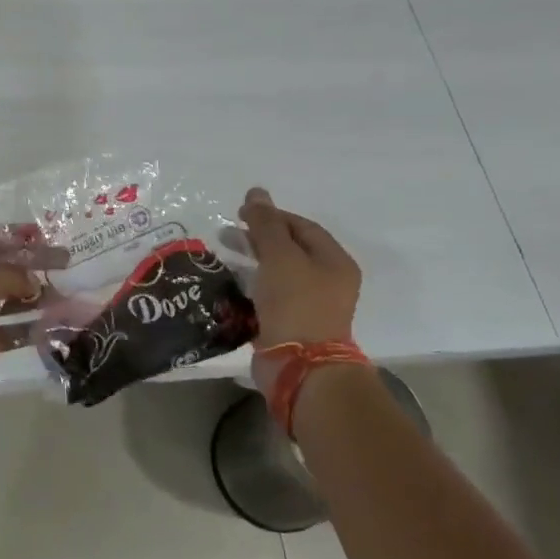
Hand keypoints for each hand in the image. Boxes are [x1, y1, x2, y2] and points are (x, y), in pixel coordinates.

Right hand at [237, 187, 362, 391]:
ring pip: (278, 274)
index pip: (302, 226)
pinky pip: (270, 297)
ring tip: (224, 256)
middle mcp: (327, 281)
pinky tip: (231, 283)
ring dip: (252, 262)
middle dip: (258, 238)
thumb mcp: (280, 256)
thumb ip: (266, 224)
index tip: (240, 214)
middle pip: (290, 249)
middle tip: (227, 234)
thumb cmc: (295, 304)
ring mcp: (310, 305)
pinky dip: (252, 286)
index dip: (272, 215)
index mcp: (335, 261)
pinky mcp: (291, 325)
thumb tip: (256, 192)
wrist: (300, 366)